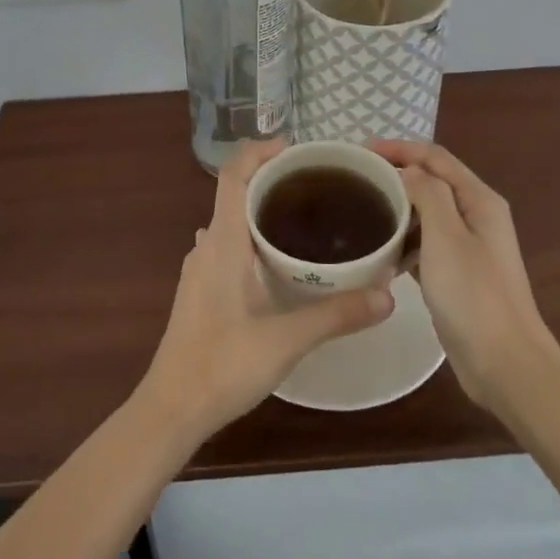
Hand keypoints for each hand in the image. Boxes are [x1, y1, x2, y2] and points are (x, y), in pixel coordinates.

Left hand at [135, 140, 395, 442]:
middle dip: (272, 181)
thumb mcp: (286, 340)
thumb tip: (388, 294)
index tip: (296, 149)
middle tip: (318, 186)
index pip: (233, 174)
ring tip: (306, 218)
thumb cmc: (222, 365)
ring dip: (262, 211)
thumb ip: (336, 315)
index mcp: (223, 241)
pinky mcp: (202, 290)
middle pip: (235, 193)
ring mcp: (200, 268)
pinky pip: (230, 246)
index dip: (260, 151)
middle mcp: (208, 245)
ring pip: (232, 222)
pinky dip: (255, 238)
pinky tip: (282, 263)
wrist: (171, 409)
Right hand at [368, 141, 553, 411]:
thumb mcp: (445, 235)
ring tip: (360, 212)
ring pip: (427, 214)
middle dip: (395, 175)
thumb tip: (404, 171)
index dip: (398, 148)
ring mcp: (469, 248)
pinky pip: (426, 245)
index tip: (359, 152)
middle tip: (354, 180)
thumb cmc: (473, 295)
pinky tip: (380, 253)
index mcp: (479, 200)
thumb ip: (426, 192)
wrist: (506, 365)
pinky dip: (404, 241)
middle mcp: (477, 216)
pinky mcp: (459, 276)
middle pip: (431, 182)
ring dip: (397, 208)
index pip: (434, 156)